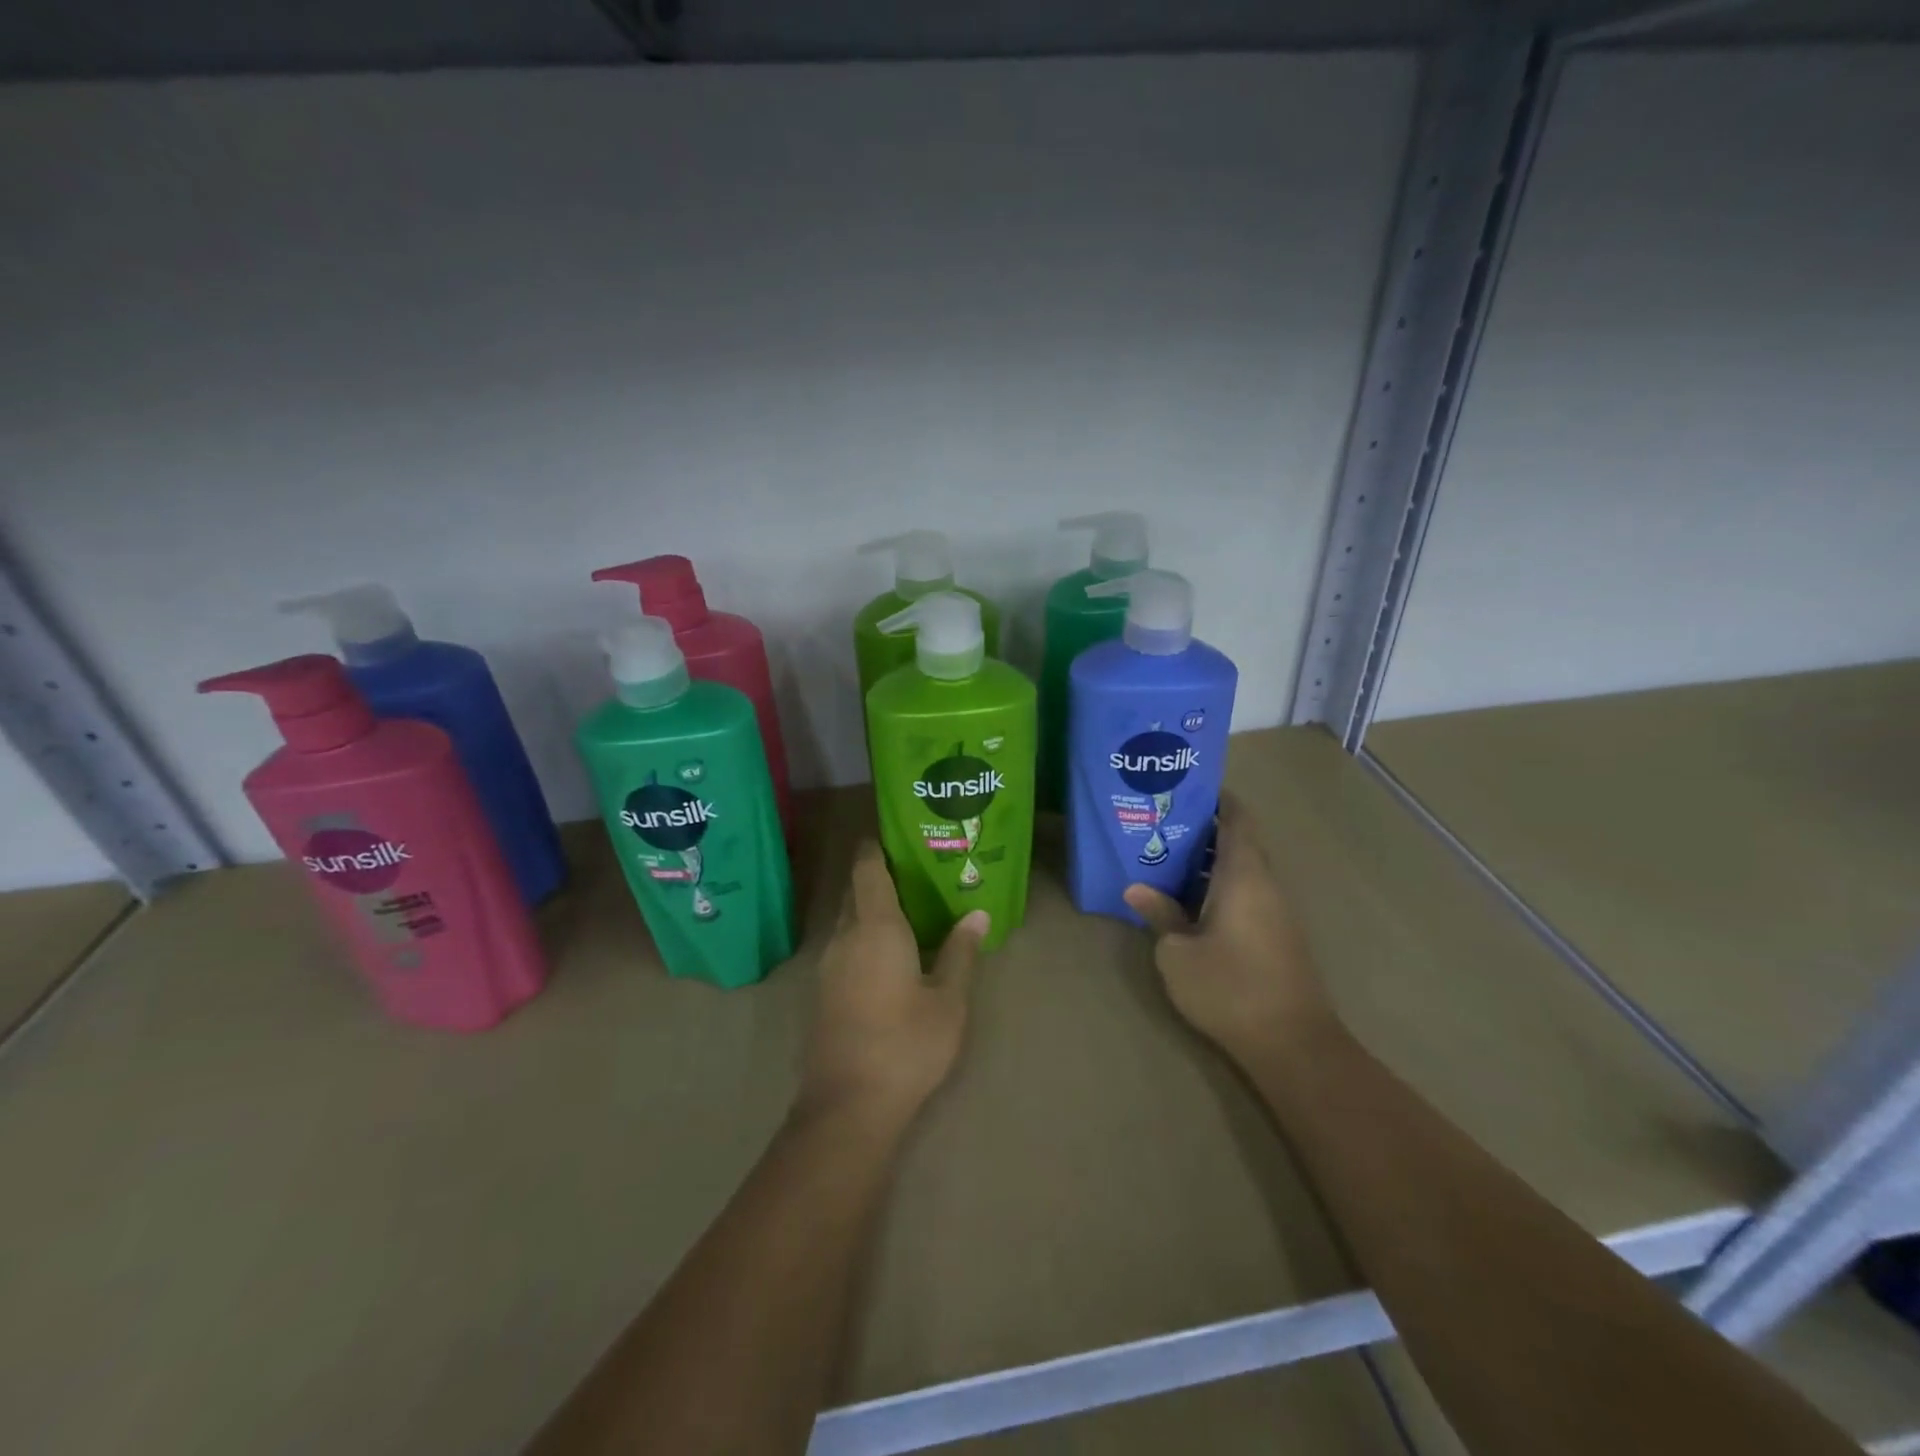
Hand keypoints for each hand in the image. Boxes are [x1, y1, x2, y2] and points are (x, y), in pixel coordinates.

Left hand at [798, 841, 988, 1126]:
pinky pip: (844, 946)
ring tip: (911, 911)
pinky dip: (865, 937)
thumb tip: (978, 914)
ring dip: (873, 909)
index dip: (876, 845)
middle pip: (856, 891)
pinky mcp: (822, 991)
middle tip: (919, 872)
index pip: (867, 867)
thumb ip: (961, 952)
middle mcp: (845, 936)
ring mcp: (828, 965)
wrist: (847, 1107)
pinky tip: (890, 955)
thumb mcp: (949, 1000)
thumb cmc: (906, 1044)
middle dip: (881, 876)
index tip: (897, 833)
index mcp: (875, 927)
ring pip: (849, 921)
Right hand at [1123, 794, 1336, 1068]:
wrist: (1293, 1044)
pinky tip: (1190, 902)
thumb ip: (1160, 914)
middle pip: (1239, 841)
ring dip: (1210, 862)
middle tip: (1161, 825)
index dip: (1216, 798)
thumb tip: (1136, 888)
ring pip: (1243, 870)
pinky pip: (1248, 893)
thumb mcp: (1177, 952)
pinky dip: (1221, 886)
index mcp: (1244, 874)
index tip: (1185, 789)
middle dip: (1203, 830)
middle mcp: (1266, 883)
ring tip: (1166, 860)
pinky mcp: (1278, 936)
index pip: (1236, 818)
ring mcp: (1276, 911)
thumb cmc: (1229, 987)